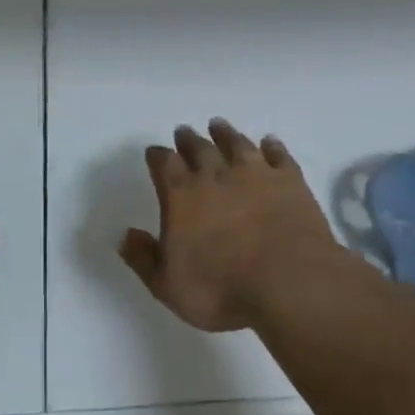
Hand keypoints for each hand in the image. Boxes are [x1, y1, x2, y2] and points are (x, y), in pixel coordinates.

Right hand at [118, 119, 345, 331]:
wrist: (288, 283)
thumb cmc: (221, 289)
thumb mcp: (168, 285)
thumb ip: (143, 258)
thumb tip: (125, 235)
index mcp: (182, 196)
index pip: (164, 164)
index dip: (157, 156)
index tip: (154, 152)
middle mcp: (216, 175)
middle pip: (199, 148)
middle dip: (188, 140)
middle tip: (184, 131)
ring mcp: (256, 174)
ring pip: (236, 144)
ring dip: (225, 134)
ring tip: (218, 125)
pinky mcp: (290, 181)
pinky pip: (278, 156)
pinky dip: (272, 147)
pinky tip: (269, 142)